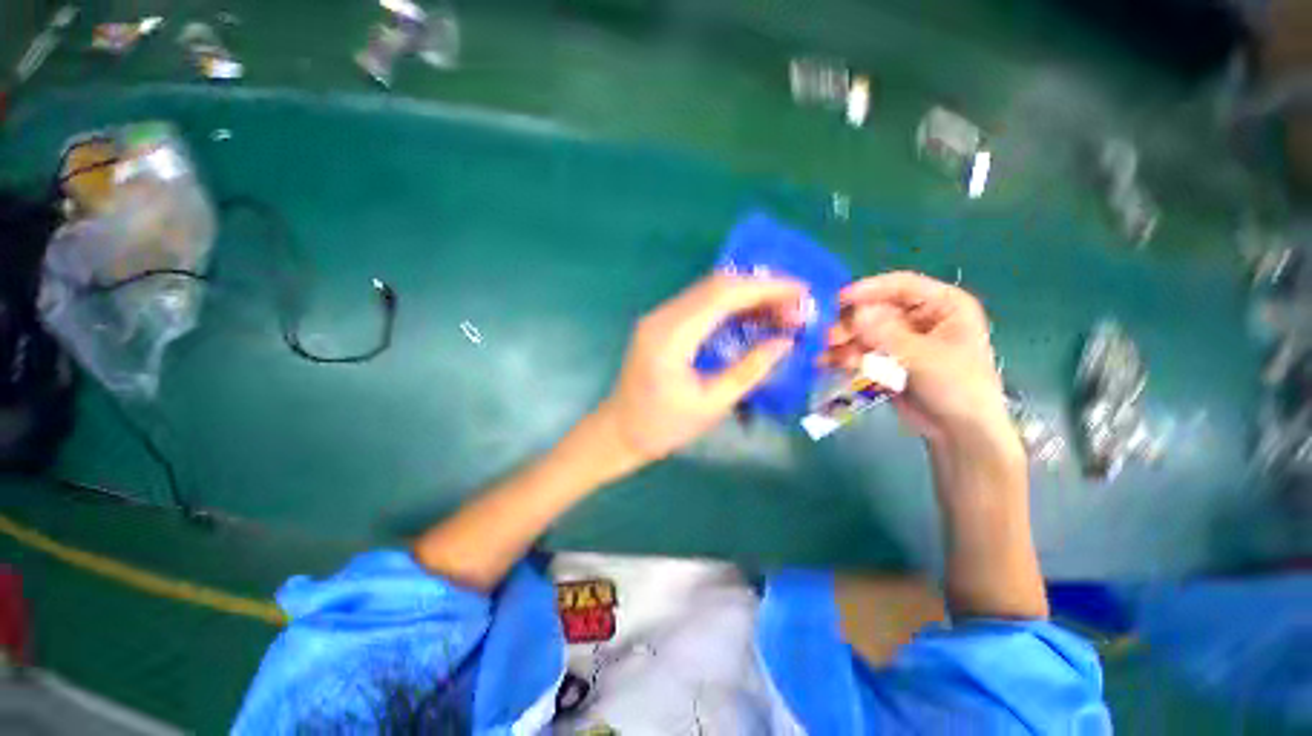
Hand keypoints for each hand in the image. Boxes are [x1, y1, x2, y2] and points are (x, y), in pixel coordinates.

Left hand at [599, 274, 804, 462]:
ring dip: (747, 294)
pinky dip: (730, 305)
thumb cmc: (664, 426)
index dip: (764, 288)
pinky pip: (700, 303)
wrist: (621, 430)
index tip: (801, 291)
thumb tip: (785, 342)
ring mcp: (658, 316)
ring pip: (709, 290)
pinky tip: (752, 316)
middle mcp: (661, 316)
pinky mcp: (661, 322)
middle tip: (796, 305)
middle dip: (761, 288)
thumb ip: (749, 370)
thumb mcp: (712, 404)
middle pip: (716, 285)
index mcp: (671, 337)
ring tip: (781, 310)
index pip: (722, 295)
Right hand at [826, 272, 1014, 450]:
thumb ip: (888, 335)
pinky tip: (829, 363)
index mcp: (943, 305)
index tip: (838, 299)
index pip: (902, 286)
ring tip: (825, 354)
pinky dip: (844, 356)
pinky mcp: (886, 358)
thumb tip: (855, 313)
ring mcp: (900, 338)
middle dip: (850, 323)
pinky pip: (860, 350)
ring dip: (844, 341)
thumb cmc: (959, 388)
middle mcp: (919, 317)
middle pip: (876, 309)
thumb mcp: (925, 358)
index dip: (869, 290)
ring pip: (864, 331)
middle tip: (827, 336)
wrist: (959, 432)